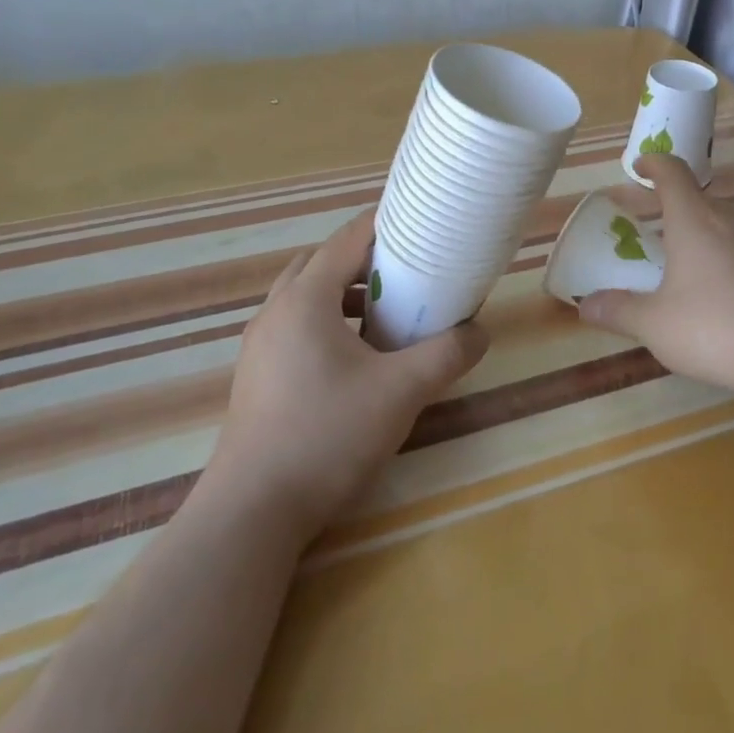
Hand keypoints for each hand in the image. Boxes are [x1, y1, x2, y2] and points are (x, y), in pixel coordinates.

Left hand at [205, 210, 488, 542]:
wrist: (253, 511)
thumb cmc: (327, 435)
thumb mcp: (401, 392)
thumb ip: (446, 355)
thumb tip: (480, 333)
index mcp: (305, 298)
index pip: (347, 240)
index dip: (383, 224)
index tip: (417, 221)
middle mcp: (276, 311)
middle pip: (321, 263)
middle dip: (362, 260)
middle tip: (403, 271)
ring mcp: (259, 345)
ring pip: (304, 297)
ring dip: (342, 294)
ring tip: (383, 315)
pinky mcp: (256, 376)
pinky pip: (294, 327)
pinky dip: (325, 323)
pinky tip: (353, 359)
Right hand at [580, 154, 733, 399]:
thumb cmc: (712, 326)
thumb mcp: (654, 324)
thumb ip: (619, 311)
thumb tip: (585, 305)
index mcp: (695, 219)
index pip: (673, 173)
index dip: (655, 165)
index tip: (642, 167)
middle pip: (708, 200)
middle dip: (687, 210)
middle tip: (669, 234)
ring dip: (732, 229)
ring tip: (719, 254)